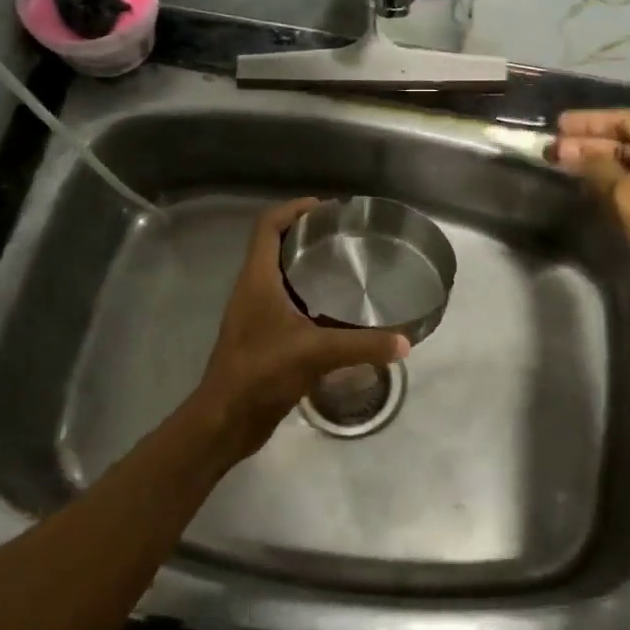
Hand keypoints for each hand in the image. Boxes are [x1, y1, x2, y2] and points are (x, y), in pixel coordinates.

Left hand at [192, 198, 411, 460]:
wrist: (226, 420)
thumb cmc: (261, 373)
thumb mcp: (316, 353)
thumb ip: (362, 345)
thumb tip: (404, 342)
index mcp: (257, 279)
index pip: (268, 226)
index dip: (294, 209)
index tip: (328, 209)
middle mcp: (254, 290)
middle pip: (277, 247)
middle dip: (309, 236)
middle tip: (347, 238)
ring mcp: (257, 315)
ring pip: (284, 277)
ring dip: (310, 268)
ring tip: (349, 269)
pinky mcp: (264, 338)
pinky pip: (290, 305)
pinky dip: (312, 299)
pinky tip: (340, 312)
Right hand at [551, 110, 629, 320]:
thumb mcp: (628, 195)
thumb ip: (596, 167)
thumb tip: (567, 151)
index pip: (627, 119)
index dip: (589, 121)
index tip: (558, 123)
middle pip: (629, 138)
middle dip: (590, 142)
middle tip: (552, 146)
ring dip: (598, 161)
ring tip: (561, 160)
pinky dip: (612, 178)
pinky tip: (586, 181)